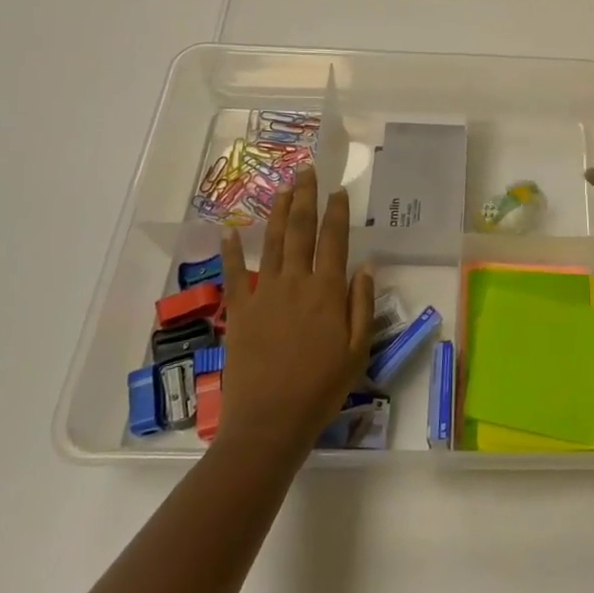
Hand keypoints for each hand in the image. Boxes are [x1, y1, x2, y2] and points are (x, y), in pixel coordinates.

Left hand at [219, 167, 372, 451]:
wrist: (271, 421)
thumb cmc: (322, 388)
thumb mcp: (358, 350)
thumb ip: (361, 304)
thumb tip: (366, 265)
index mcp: (327, 292)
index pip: (334, 240)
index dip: (337, 212)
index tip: (339, 190)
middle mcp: (296, 283)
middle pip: (300, 231)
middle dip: (305, 198)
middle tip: (306, 171)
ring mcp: (264, 294)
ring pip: (271, 243)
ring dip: (277, 212)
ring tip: (283, 188)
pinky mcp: (239, 311)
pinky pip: (234, 275)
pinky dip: (230, 252)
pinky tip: (228, 230)